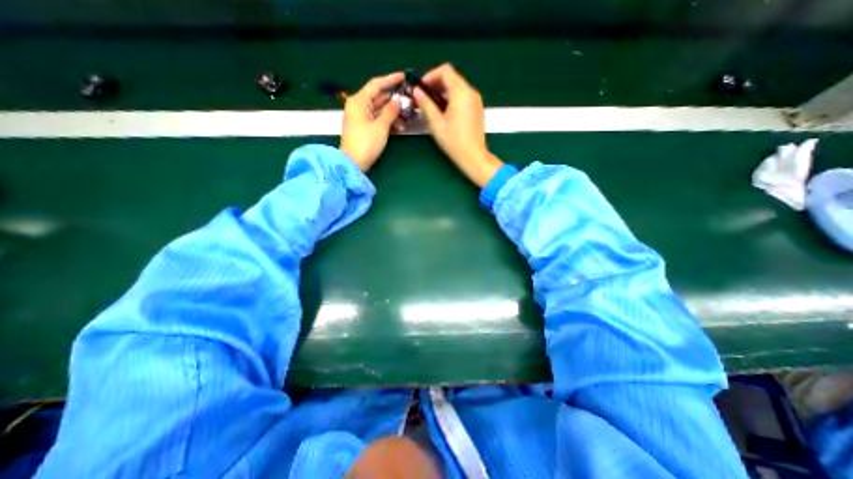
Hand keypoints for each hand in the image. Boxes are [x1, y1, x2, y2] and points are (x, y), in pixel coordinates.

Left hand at [338, 70, 404, 169]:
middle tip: (409, 100)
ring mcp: (361, 118)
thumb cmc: (366, 143)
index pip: (376, 84)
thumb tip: (398, 101)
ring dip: (394, 113)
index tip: (404, 76)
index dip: (390, 79)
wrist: (353, 163)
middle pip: (379, 98)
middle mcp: (359, 106)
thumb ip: (390, 112)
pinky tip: (400, 128)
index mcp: (359, 101)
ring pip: (380, 110)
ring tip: (408, 117)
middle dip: (394, 100)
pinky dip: (388, 122)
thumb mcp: (381, 126)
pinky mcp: (364, 128)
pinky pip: (378, 120)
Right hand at [412, 64, 500, 185]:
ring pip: (457, 88)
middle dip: (436, 85)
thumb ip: (426, 104)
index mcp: (461, 92)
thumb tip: (417, 91)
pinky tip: (444, 113)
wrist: (474, 157)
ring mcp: (476, 100)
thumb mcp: (436, 123)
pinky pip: (463, 97)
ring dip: (443, 93)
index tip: (422, 88)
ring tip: (432, 107)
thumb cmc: (454, 141)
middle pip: (452, 78)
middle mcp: (471, 92)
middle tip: (424, 99)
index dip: (431, 76)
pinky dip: (452, 99)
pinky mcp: (477, 109)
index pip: (445, 71)